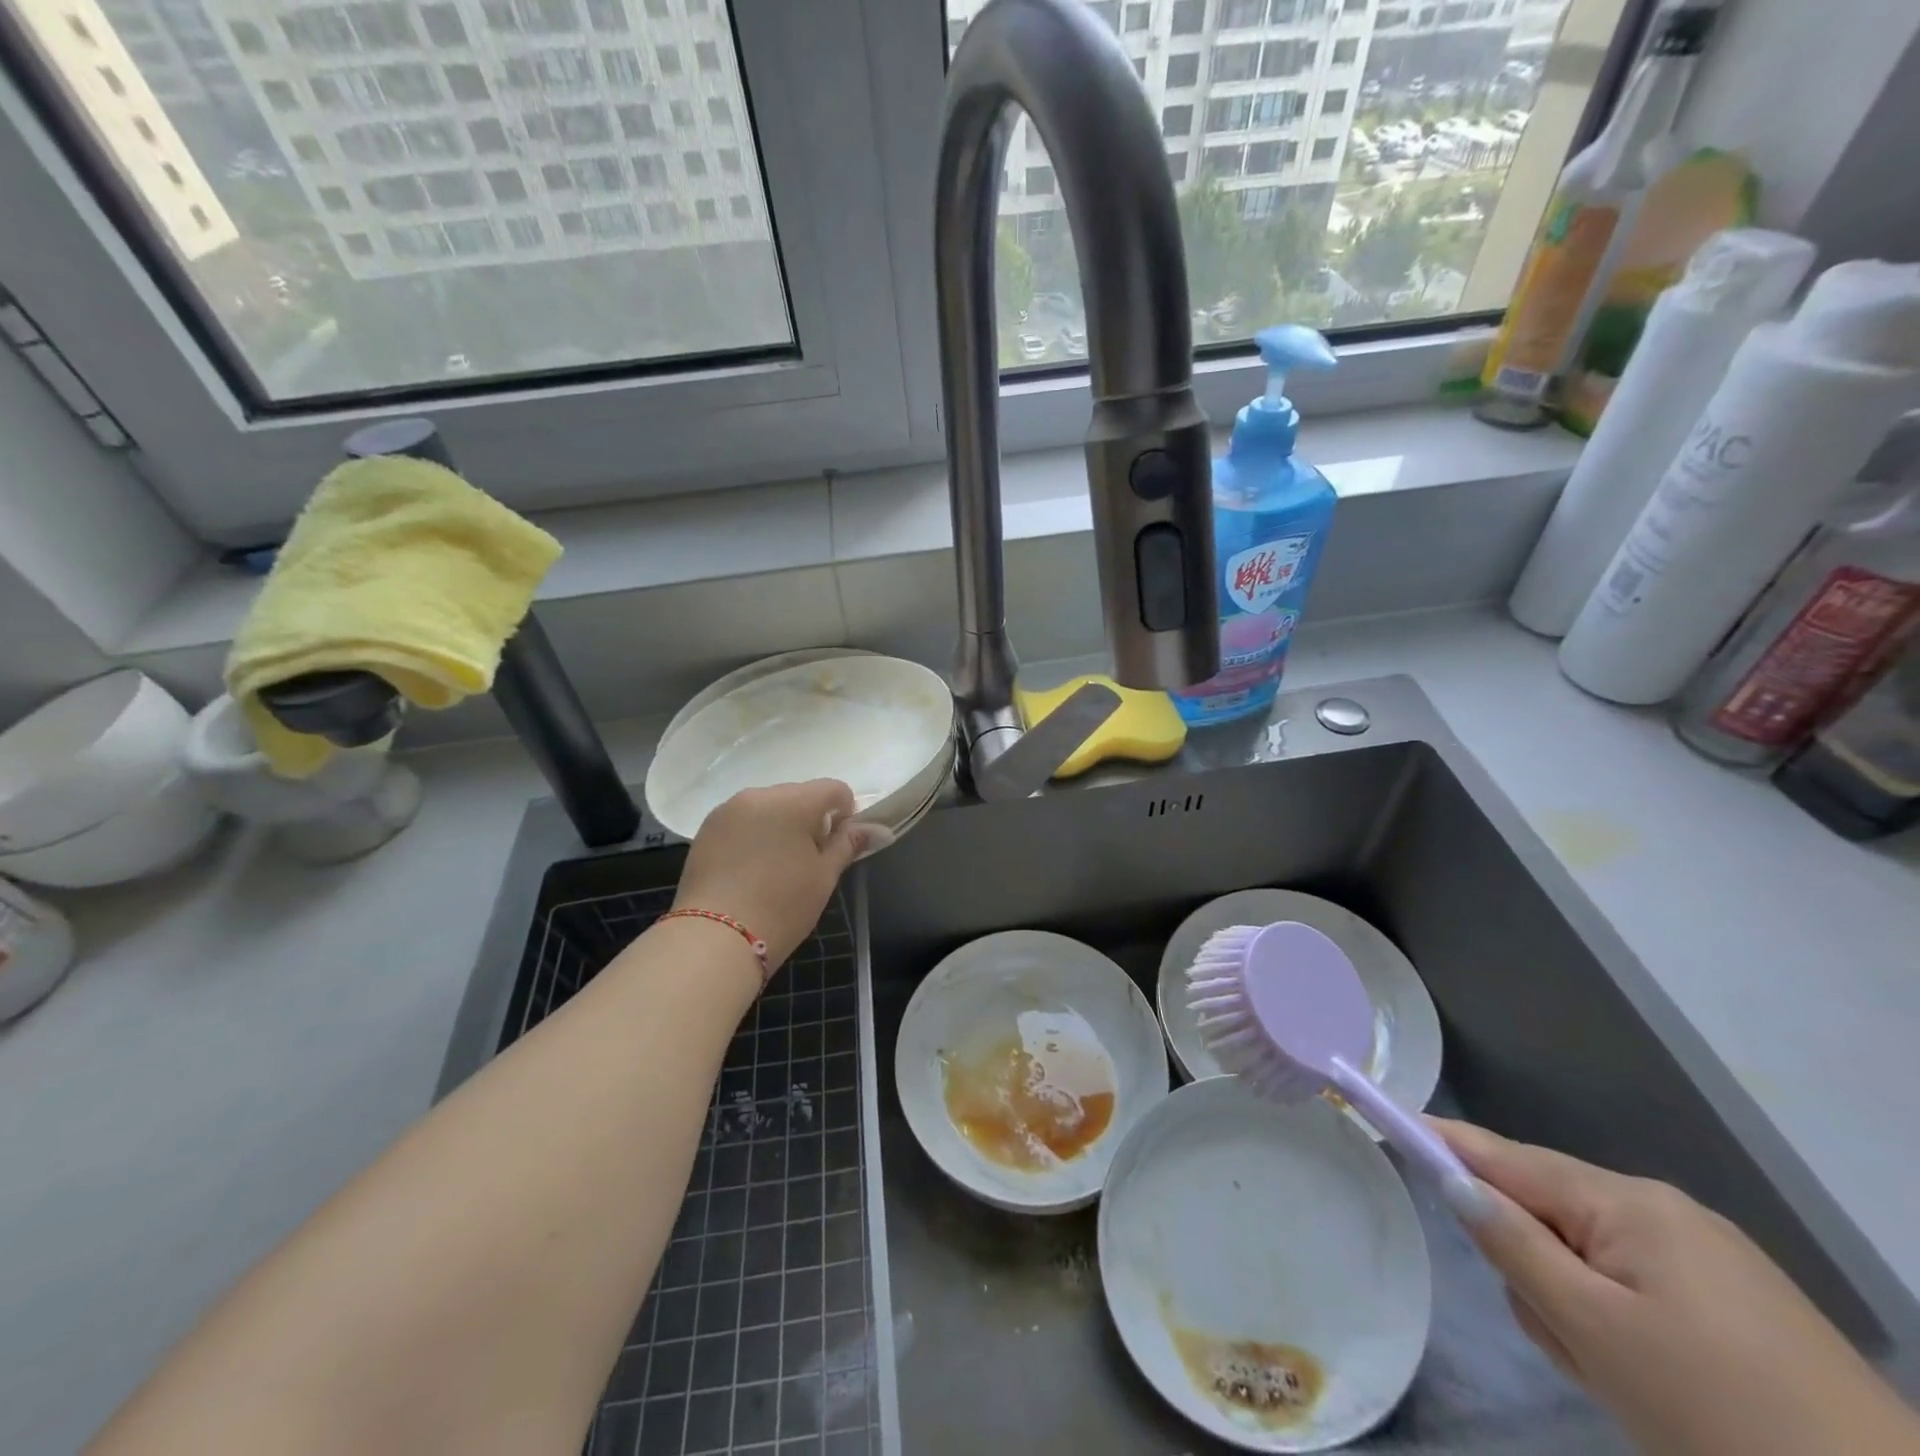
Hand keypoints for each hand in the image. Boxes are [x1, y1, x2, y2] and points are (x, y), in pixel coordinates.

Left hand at [673, 780, 889, 971]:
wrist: (715, 939)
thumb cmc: (782, 906)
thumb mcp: (824, 876)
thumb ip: (848, 844)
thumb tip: (878, 829)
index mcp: (794, 801)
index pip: (833, 789)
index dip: (844, 812)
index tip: (838, 843)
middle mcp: (759, 795)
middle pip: (798, 794)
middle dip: (810, 818)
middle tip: (808, 860)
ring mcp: (727, 810)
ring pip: (768, 807)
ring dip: (780, 825)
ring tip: (776, 867)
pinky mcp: (705, 829)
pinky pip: (742, 820)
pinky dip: (753, 834)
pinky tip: (751, 869)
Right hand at [1436, 1119, 1919, 1455]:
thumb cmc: (1723, 1417)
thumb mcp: (1595, 1333)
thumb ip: (1514, 1246)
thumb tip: (1456, 1180)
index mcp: (1629, 1204)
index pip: (1506, 1157)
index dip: (1444, 1140)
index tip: (1389, 1117)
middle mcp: (1666, 1213)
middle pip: (1549, 1213)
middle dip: (1535, 1270)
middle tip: (1568, 1344)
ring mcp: (1711, 1260)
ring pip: (1590, 1259)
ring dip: (1579, 1310)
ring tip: (1620, 1382)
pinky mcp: (1742, 1309)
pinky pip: (1639, 1290)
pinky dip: (1620, 1327)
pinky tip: (1654, 1387)